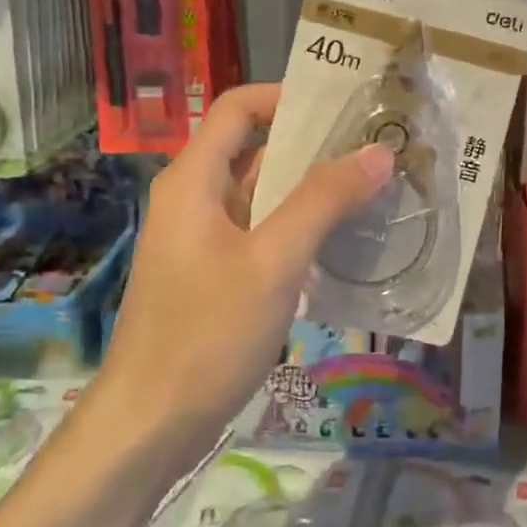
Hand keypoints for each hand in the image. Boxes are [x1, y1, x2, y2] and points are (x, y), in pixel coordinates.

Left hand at [101, 83, 393, 448]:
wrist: (148, 430)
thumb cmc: (205, 335)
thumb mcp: (272, 261)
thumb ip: (324, 201)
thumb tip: (378, 151)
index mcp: (194, 180)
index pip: (239, 108)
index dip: (288, 97)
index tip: (345, 107)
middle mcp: (196, 200)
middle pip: (257, 149)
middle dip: (316, 146)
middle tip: (378, 150)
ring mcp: (206, 241)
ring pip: (265, 196)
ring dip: (315, 191)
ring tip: (375, 191)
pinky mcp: (217, 277)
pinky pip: (265, 234)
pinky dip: (303, 229)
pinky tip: (346, 244)